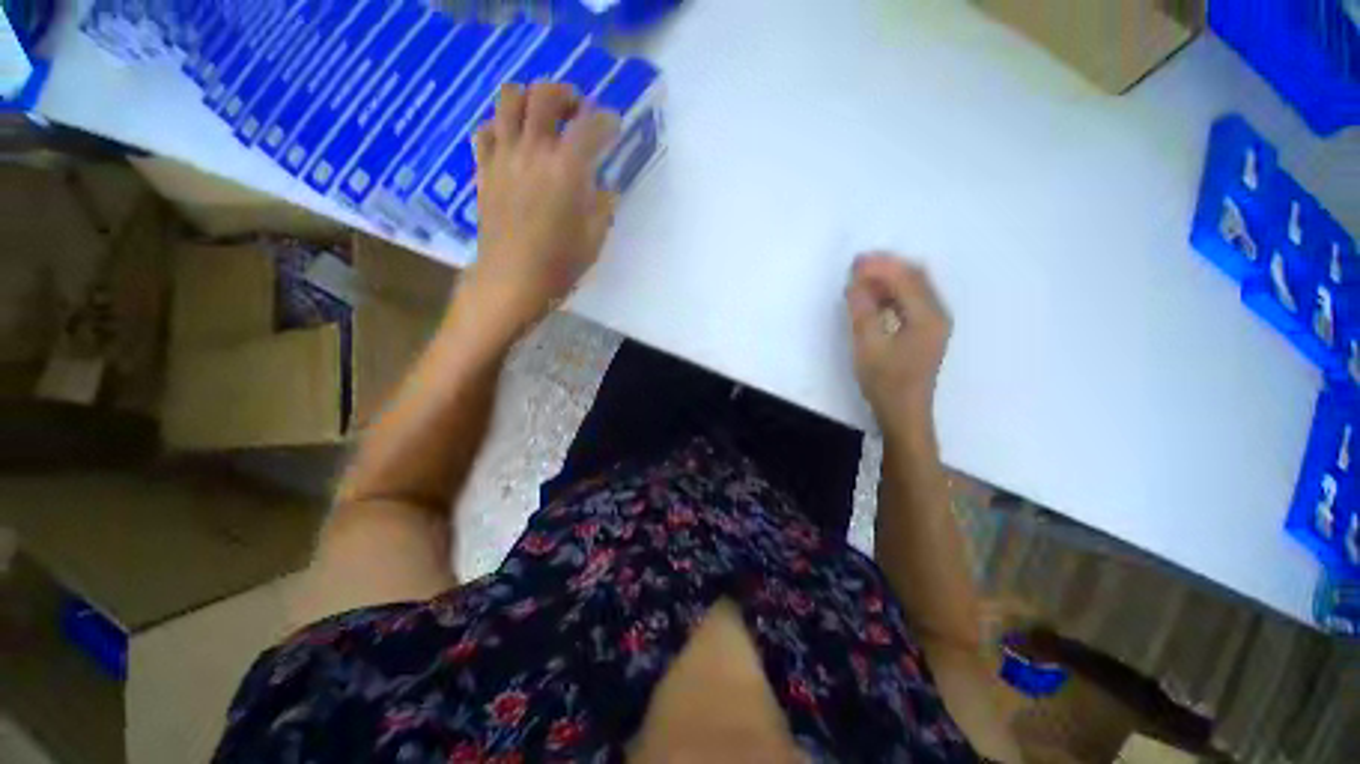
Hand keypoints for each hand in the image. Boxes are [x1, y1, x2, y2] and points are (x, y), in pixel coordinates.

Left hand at [458, 82, 619, 339]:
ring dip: (530, 99)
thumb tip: (603, 186)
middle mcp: (533, 150)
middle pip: (544, 95)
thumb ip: (602, 204)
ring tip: (542, 117)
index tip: (614, 127)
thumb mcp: (595, 238)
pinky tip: (513, 142)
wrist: (511, 281)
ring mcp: (503, 156)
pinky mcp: (484, 169)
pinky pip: (486, 129)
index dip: (607, 121)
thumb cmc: (559, 265)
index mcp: (567, 169)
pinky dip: (501, 125)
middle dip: (566, 94)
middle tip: (577, 110)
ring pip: (508, 99)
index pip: (591, 126)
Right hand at [845, 253, 951, 434]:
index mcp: (928, 317)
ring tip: (860, 280)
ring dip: (888, 279)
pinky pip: (910, 301)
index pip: (905, 279)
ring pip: (913, 288)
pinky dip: (891, 293)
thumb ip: (862, 312)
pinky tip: (873, 298)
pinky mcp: (926, 331)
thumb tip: (854, 283)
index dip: (880, 267)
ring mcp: (934, 323)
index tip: (854, 263)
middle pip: (914, 278)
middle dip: (885, 268)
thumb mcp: (868, 347)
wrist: (904, 413)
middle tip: (856, 267)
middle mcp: (937, 314)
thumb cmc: (886, 382)